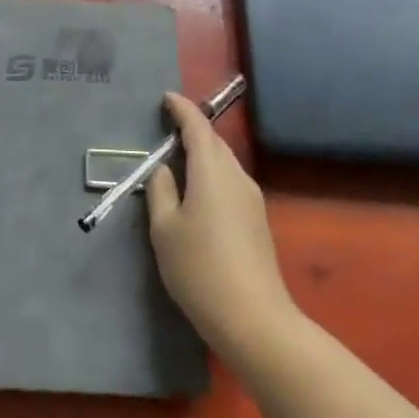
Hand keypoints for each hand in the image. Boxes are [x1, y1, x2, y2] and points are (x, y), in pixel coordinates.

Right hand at [146, 92, 296, 360]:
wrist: (254, 319)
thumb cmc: (200, 269)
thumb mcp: (164, 230)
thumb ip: (160, 191)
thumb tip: (164, 170)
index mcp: (212, 172)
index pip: (197, 127)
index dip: (182, 109)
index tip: (167, 98)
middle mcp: (237, 177)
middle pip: (214, 143)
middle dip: (192, 130)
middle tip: (167, 127)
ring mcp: (252, 200)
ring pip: (224, 164)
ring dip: (203, 154)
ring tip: (178, 160)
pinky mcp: (257, 221)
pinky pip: (230, 183)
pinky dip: (212, 176)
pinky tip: (197, 194)